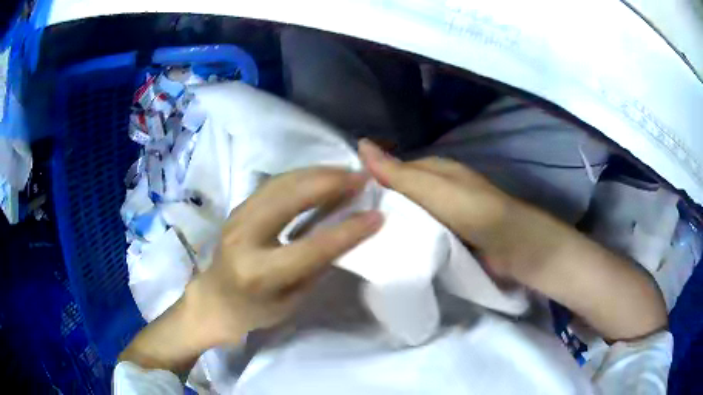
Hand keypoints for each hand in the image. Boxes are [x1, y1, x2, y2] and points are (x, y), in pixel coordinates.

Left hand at [192, 167, 383, 342]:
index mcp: (260, 273)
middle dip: (330, 183)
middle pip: (290, 199)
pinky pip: (273, 184)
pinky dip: (301, 176)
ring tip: (345, 172)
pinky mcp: (238, 208)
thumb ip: (316, 267)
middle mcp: (244, 238)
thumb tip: (345, 232)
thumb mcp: (292, 302)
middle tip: (361, 177)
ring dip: (317, 173)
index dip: (348, 230)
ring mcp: (237, 217)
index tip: (377, 215)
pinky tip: (320, 175)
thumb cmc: (255, 311)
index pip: (312, 247)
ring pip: (281, 183)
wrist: (214, 300)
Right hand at [358, 138, 543, 278]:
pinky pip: (420, 232)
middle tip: (347, 222)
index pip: (394, 170)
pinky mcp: (449, 235)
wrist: (509, 245)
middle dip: (379, 205)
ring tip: (359, 236)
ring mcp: (444, 213)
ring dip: (392, 224)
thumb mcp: (432, 188)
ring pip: (409, 214)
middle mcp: (438, 188)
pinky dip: (407, 238)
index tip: (343, 199)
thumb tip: (360, 143)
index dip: (371, 181)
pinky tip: (388, 248)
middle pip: (401, 194)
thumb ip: (397, 172)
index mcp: (434, 169)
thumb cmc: (471, 210)